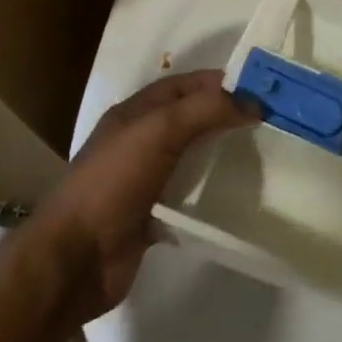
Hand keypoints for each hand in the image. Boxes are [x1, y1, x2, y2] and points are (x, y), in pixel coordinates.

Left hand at [14, 71, 254, 322]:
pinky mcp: (151, 216)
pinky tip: (237, 193)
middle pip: (190, 119)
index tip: (259, 89)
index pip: (183, 85)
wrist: (74, 259)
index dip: (218, 82)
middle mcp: (139, 141)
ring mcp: (144, 180)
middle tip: (268, 121)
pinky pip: (189, 196)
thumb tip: (253, 103)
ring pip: (191, 157)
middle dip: (225, 116)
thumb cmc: (113, 182)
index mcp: (134, 113)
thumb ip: (206, 110)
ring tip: (261, 154)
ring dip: (220, 154)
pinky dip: (210, 192)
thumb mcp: (160, 130)